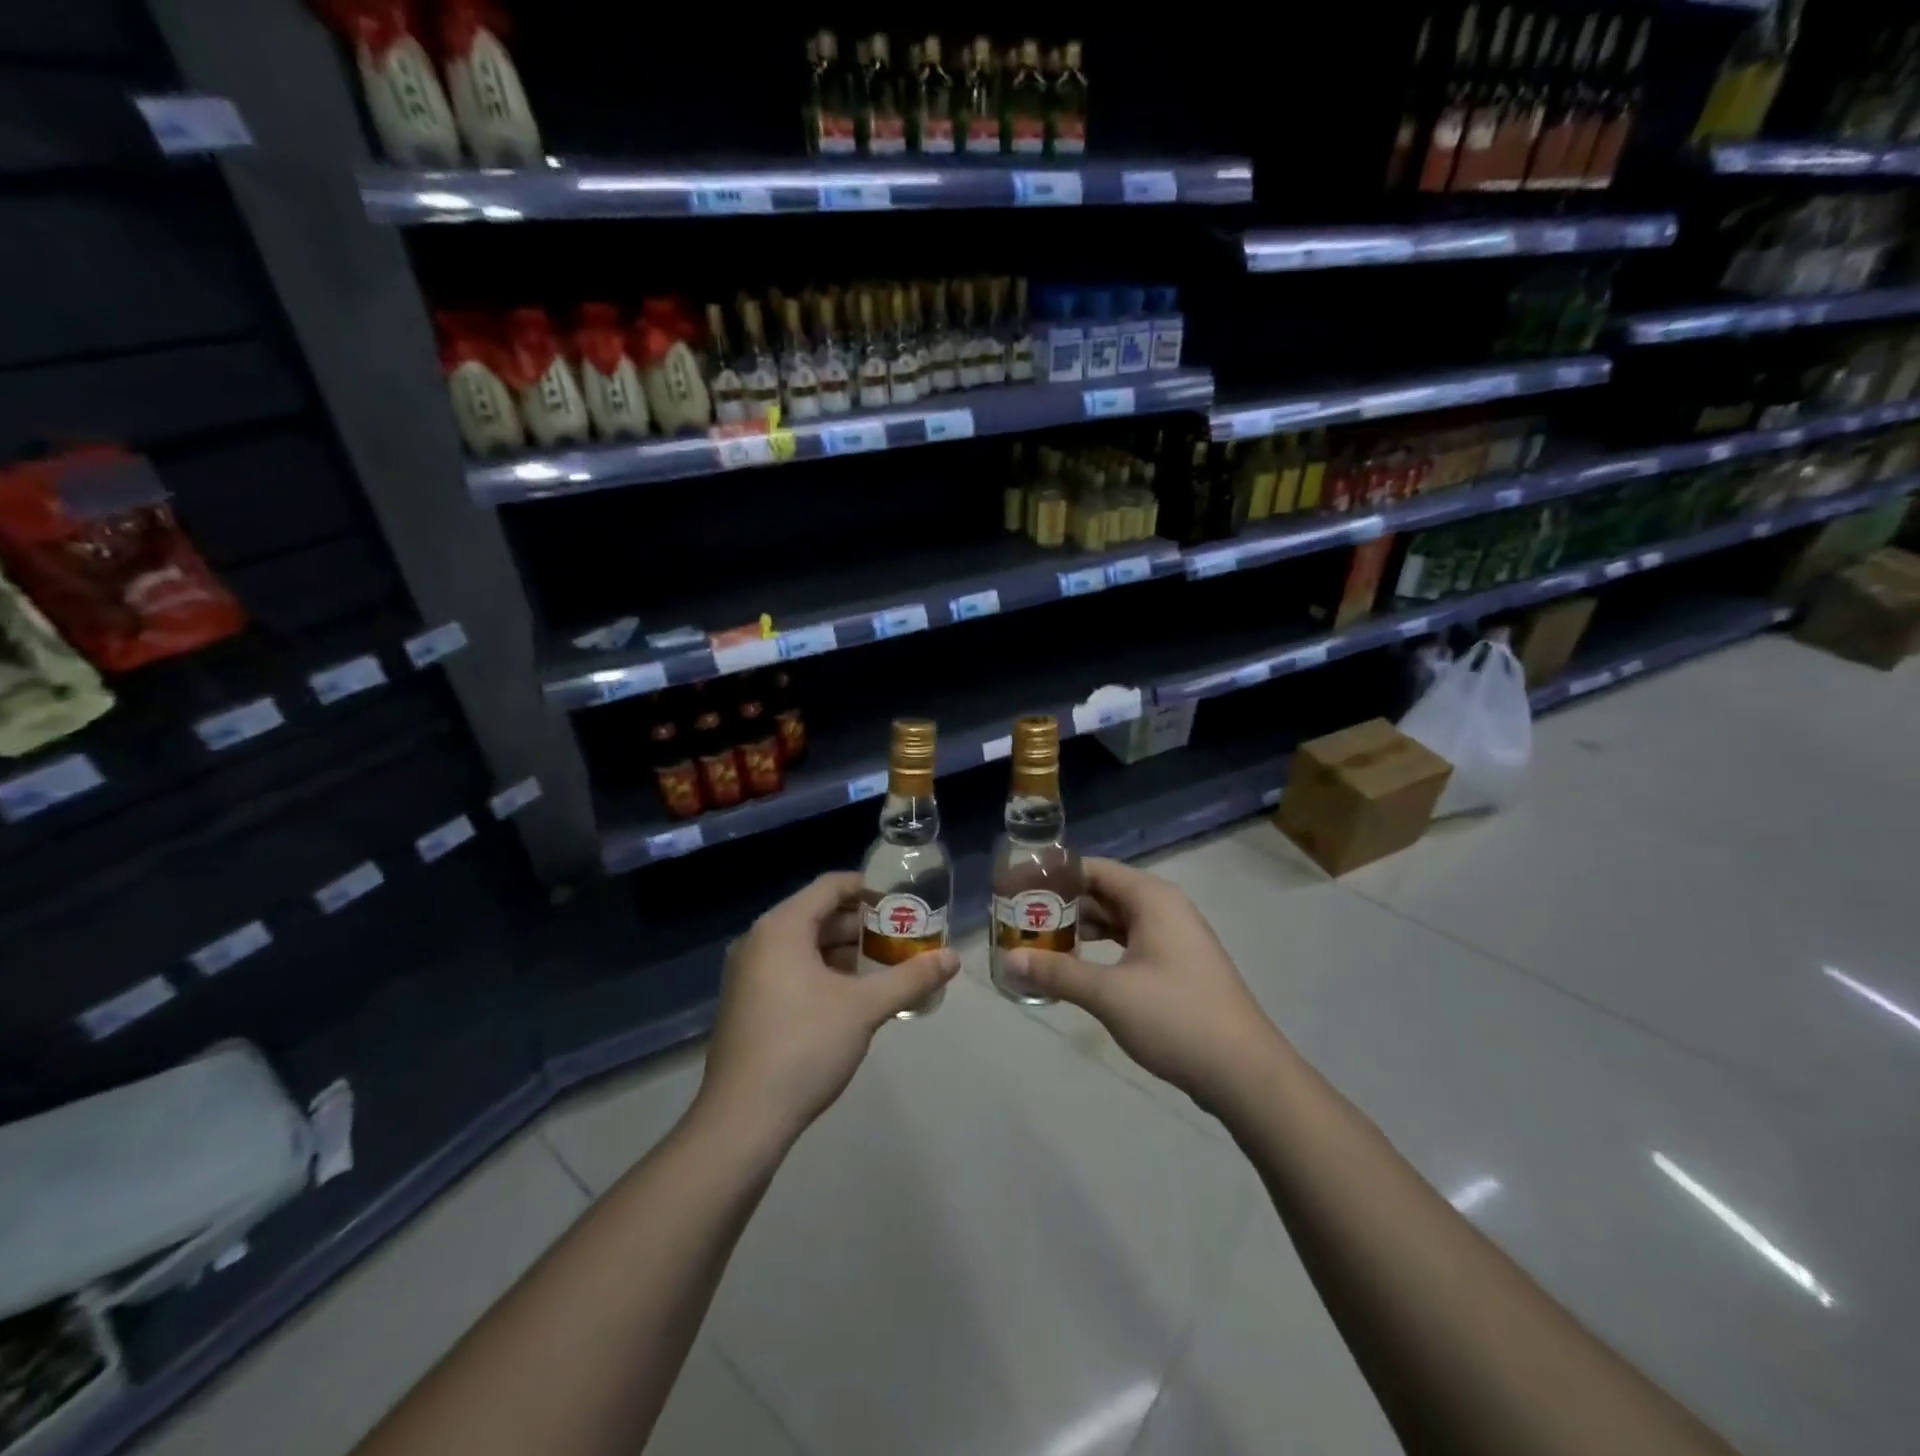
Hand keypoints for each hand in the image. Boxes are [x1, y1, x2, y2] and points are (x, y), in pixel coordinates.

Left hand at [696, 872, 958, 1150]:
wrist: (742, 1119)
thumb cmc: (804, 1046)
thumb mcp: (864, 1008)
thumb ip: (910, 978)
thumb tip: (953, 958)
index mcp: (782, 928)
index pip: (830, 886)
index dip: (868, 889)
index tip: (901, 902)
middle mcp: (759, 941)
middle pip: (817, 915)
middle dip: (861, 925)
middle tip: (901, 938)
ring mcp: (747, 974)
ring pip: (803, 946)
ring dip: (844, 952)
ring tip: (884, 967)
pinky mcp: (746, 1004)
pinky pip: (790, 970)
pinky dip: (822, 973)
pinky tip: (851, 997)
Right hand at [1006, 859, 1280, 1112]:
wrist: (1244, 1073)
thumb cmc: (1175, 1017)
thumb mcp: (1109, 993)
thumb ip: (1057, 972)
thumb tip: (1009, 960)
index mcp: (1152, 899)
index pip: (1094, 869)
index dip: (1055, 876)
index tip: (1017, 888)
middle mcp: (1165, 909)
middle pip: (1104, 894)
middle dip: (1063, 907)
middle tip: (1020, 920)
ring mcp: (1174, 939)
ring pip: (1117, 922)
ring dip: (1081, 931)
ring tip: (1039, 944)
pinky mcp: (1177, 968)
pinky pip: (1130, 945)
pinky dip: (1102, 951)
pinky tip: (1076, 969)